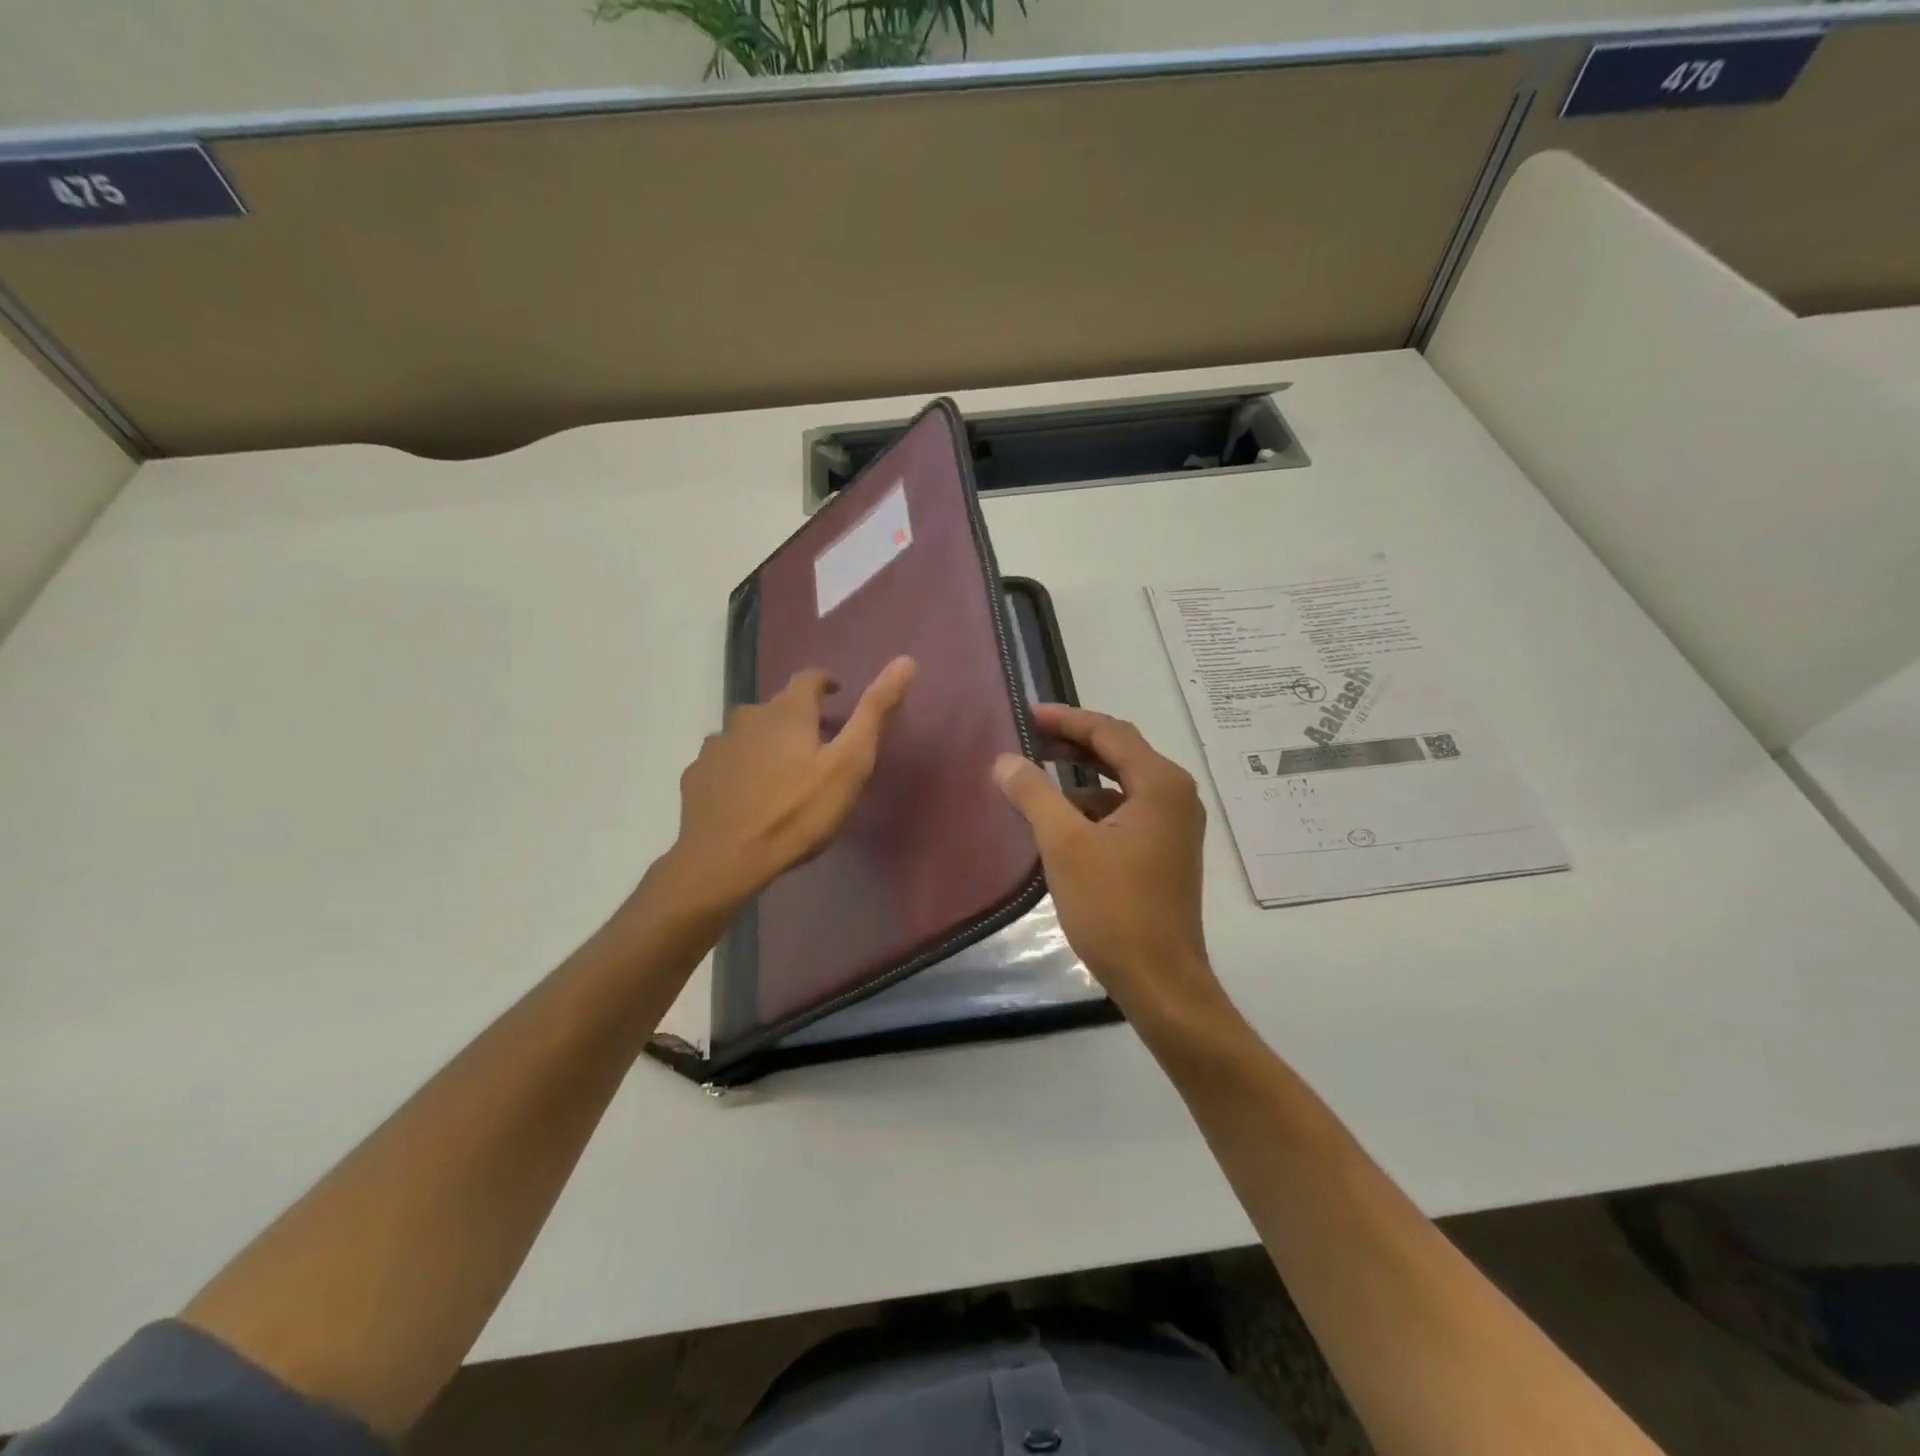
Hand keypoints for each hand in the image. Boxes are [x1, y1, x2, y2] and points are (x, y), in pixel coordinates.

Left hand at [663, 657, 915, 913]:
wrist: (724, 860)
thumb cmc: (797, 812)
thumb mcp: (849, 764)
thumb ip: (875, 713)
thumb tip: (906, 661)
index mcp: (788, 712)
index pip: (807, 679)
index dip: (823, 682)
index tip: (835, 694)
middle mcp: (748, 718)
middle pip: (776, 708)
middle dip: (796, 719)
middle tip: (814, 746)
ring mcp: (717, 746)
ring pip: (746, 734)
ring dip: (764, 743)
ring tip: (779, 773)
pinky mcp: (696, 776)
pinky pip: (723, 762)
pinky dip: (738, 769)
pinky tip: (745, 794)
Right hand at [994, 703, 1226, 1031]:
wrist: (1160, 980)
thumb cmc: (1114, 908)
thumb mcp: (1064, 845)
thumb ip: (1033, 794)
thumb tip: (1005, 760)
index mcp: (1160, 785)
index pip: (1110, 732)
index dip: (1066, 719)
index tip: (1027, 715)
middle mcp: (1175, 796)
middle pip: (1119, 752)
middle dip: (1073, 743)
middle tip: (1028, 738)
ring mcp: (1175, 826)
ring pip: (1121, 783)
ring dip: (1081, 775)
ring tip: (1037, 775)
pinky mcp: (1166, 851)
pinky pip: (1126, 811)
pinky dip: (1093, 806)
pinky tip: (1061, 818)